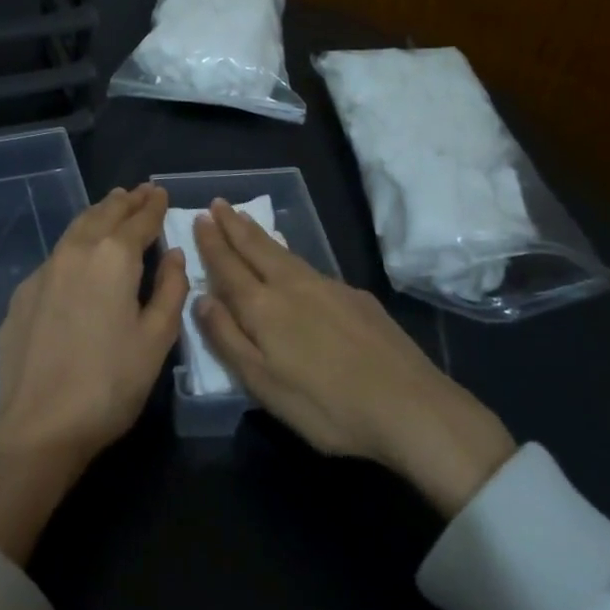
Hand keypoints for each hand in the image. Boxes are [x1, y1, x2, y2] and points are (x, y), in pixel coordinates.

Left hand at [0, 184, 188, 561]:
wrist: (39, 425)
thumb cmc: (110, 384)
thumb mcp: (156, 340)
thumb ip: (170, 290)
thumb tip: (173, 255)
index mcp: (113, 258)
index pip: (139, 220)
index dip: (153, 205)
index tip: (161, 192)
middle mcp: (75, 252)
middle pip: (103, 215)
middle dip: (124, 201)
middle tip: (140, 191)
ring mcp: (43, 272)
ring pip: (75, 230)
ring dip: (97, 215)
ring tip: (111, 206)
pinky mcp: (22, 295)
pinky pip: (55, 257)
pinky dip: (74, 244)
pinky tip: (78, 256)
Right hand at [193, 200, 515, 517]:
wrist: (410, 405)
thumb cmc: (326, 405)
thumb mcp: (263, 385)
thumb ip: (228, 338)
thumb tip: (202, 298)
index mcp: (264, 308)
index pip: (229, 267)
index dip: (212, 243)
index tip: (199, 218)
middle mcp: (293, 286)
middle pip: (257, 248)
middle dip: (234, 225)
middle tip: (217, 203)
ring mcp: (329, 287)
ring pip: (285, 252)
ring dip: (260, 234)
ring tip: (246, 220)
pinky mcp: (356, 298)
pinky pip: (311, 265)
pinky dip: (290, 253)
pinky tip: (294, 261)